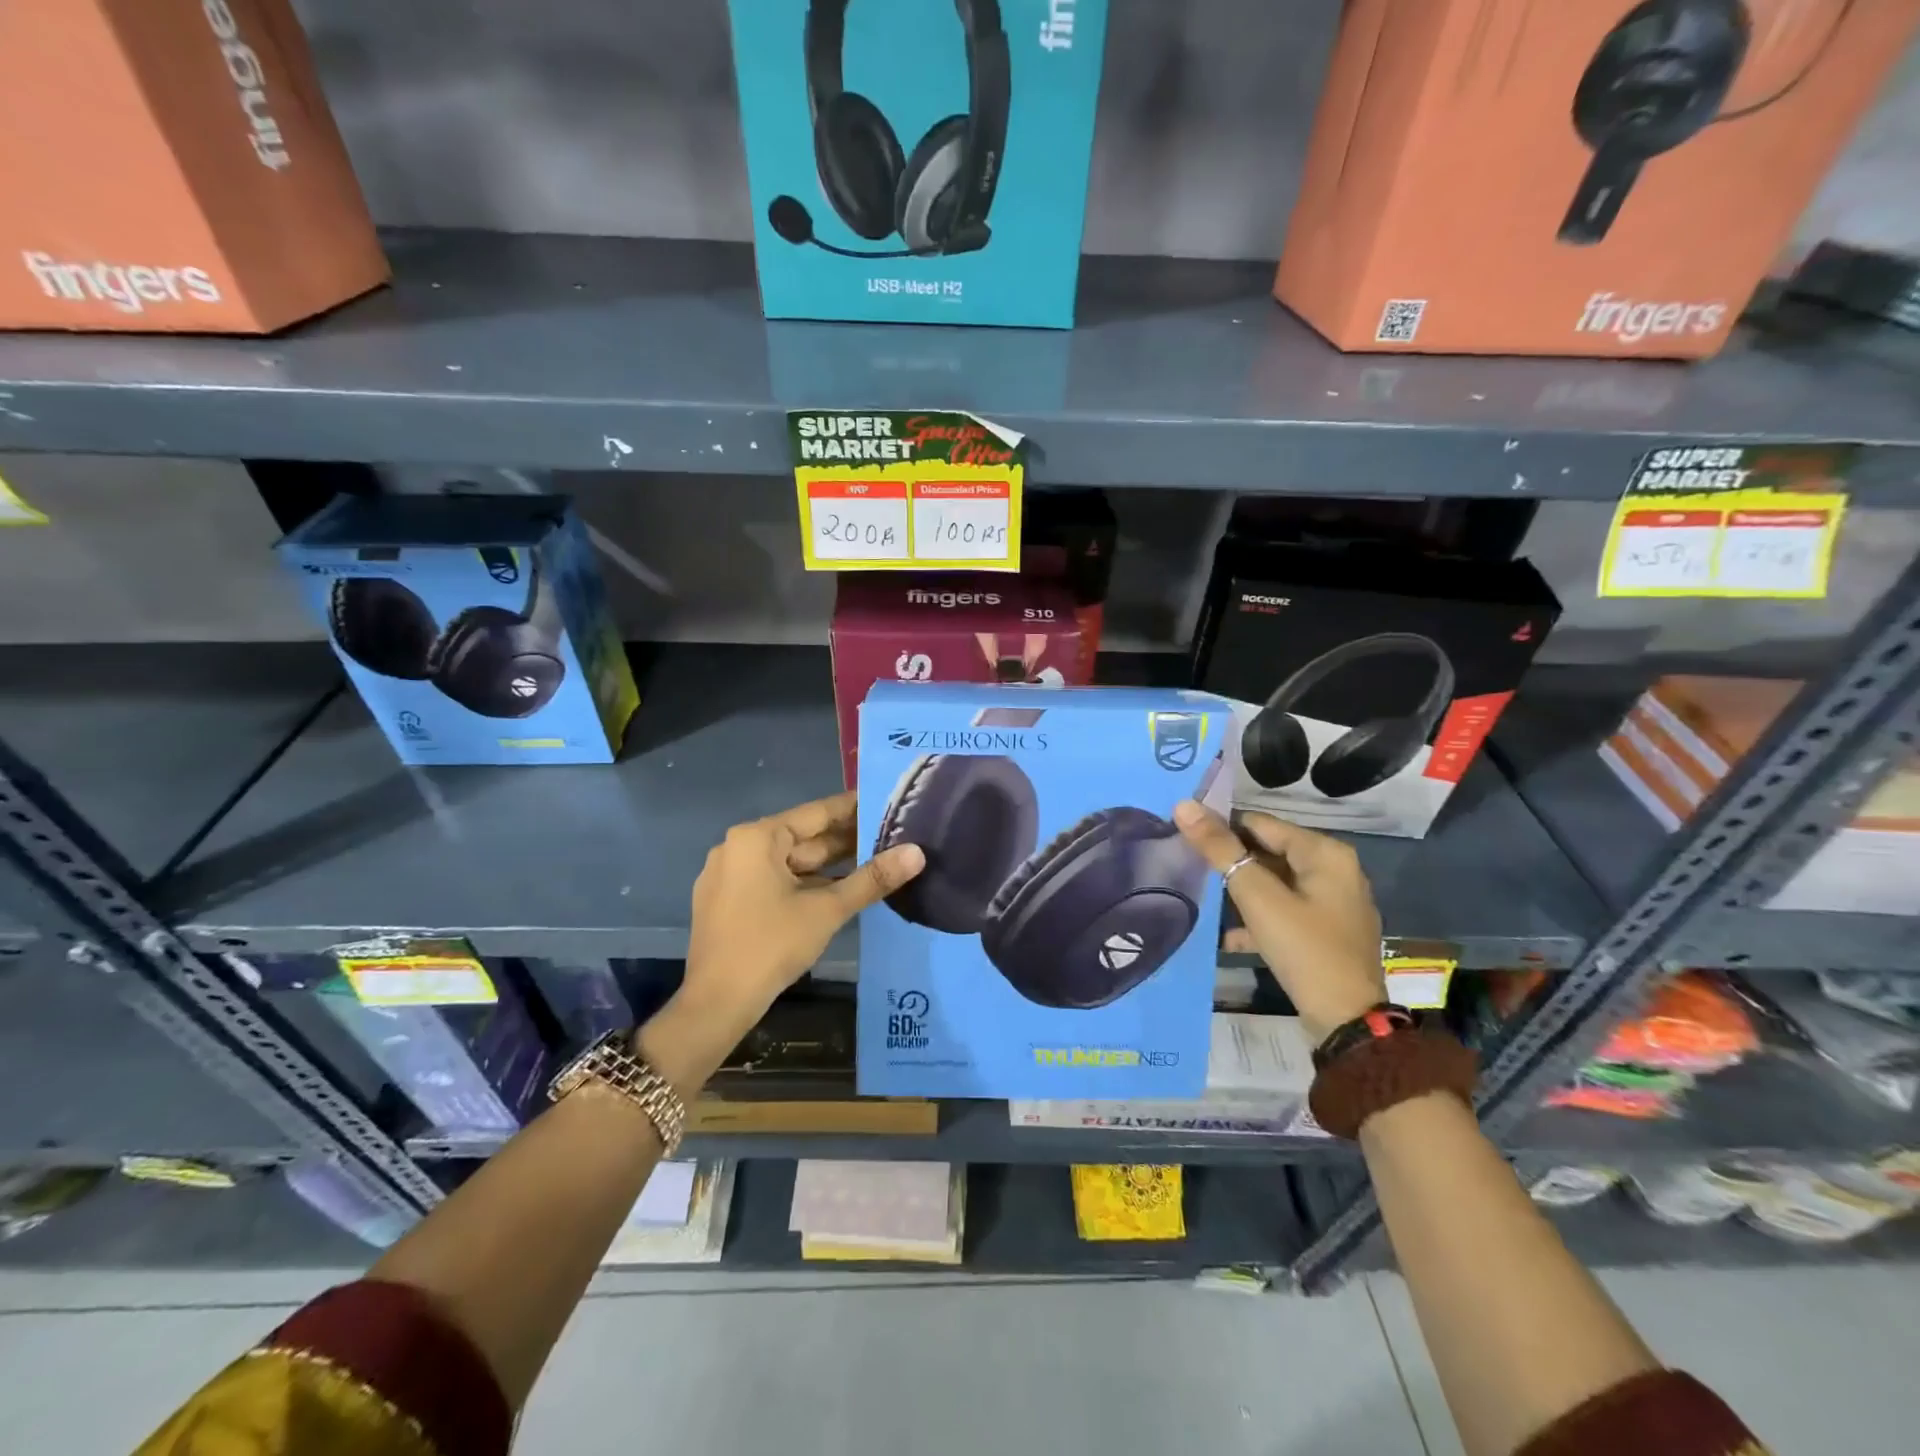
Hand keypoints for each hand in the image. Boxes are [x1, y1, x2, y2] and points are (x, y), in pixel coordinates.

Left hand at [667, 791, 924, 1064]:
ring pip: (790, 862)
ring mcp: (729, 875)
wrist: (716, 1004)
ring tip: (874, 861)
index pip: (816, 813)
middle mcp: (738, 847)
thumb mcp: (827, 910)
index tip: (887, 802)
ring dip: (829, 866)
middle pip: (803, 838)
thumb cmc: (771, 945)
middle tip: (891, 836)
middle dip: (846, 841)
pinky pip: (774, 880)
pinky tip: (839, 890)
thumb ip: (873, 878)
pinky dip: (806, 883)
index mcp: (757, 838)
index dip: (855, 808)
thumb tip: (917, 853)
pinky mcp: (728, 901)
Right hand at [1173, 800, 1386, 1043]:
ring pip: (1274, 883)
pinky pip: (1284, 911)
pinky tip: (1229, 936)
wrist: (1347, 1022)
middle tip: (1189, 867)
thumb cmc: (1304, 949)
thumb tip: (1185, 806)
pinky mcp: (1326, 931)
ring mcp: (1332, 902)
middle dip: (1230, 861)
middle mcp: (1334, 869)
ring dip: (1241, 891)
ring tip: (1203, 898)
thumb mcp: (1257, 897)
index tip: (1183, 838)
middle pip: (1268, 851)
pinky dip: (1259, 918)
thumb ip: (1220, 851)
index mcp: (1324, 852)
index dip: (1221, 828)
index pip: (1260, 822)